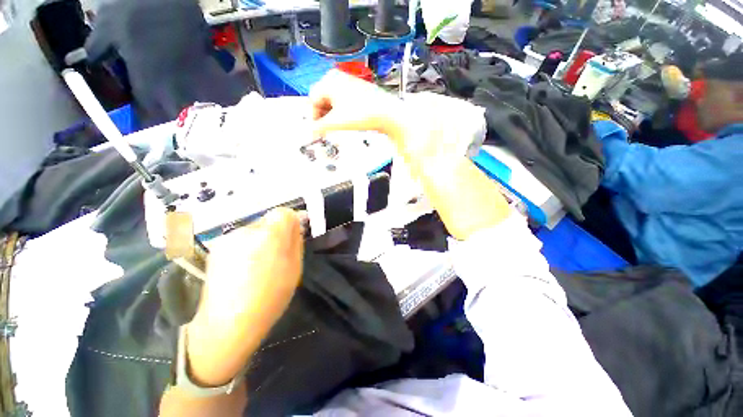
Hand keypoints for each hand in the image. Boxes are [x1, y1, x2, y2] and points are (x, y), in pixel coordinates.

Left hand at [185, 208, 303, 385]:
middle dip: (277, 231)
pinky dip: (247, 246)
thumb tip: (297, 223)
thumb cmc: (271, 297)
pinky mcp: (216, 248)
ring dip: (262, 239)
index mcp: (270, 235)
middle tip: (279, 253)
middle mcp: (247, 230)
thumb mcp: (295, 267)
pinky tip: (245, 267)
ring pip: (254, 229)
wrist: (228, 323)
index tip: (295, 233)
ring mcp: (228, 238)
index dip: (292, 220)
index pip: (284, 212)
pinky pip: (240, 239)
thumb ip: (297, 240)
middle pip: (268, 220)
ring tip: (260, 263)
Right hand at [310, 70, 482, 164]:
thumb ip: (320, 127)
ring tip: (339, 127)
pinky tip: (349, 121)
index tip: (317, 131)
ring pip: (334, 101)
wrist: (390, 114)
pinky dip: (343, 112)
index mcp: (330, 81)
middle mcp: (339, 78)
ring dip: (333, 115)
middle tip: (327, 130)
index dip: (313, 116)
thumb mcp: (338, 122)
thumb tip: (308, 133)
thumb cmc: (363, 115)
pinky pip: (345, 102)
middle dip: (323, 116)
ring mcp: (351, 84)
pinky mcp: (360, 91)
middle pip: (323, 99)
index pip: (313, 99)